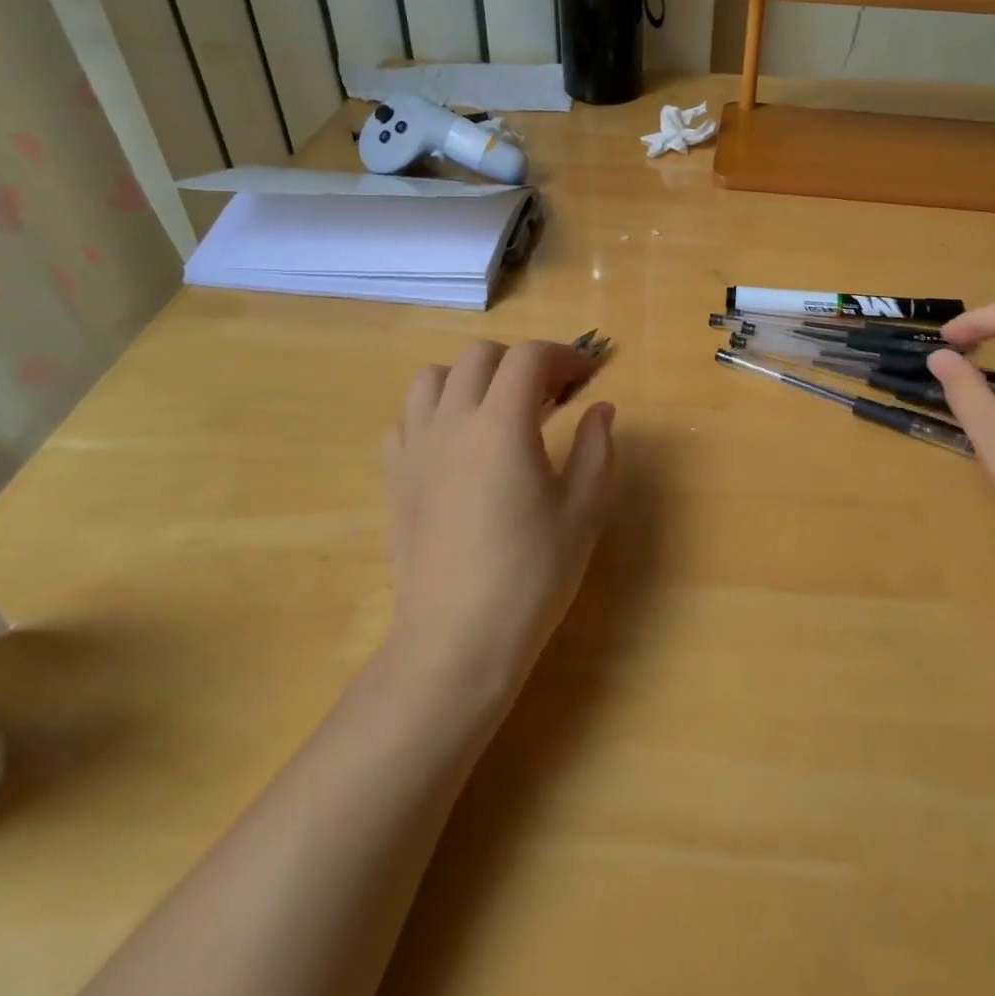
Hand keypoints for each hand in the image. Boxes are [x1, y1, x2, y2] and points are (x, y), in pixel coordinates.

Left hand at [380, 340, 615, 697]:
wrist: (457, 640)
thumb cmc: (531, 576)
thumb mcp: (583, 511)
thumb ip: (597, 449)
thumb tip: (601, 409)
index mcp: (502, 425)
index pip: (530, 357)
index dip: (564, 356)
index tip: (586, 377)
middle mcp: (452, 422)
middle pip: (481, 356)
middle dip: (521, 362)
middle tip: (549, 395)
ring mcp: (415, 447)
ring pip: (433, 378)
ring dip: (471, 379)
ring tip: (497, 410)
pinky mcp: (393, 476)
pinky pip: (407, 420)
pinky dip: (434, 414)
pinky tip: (456, 445)